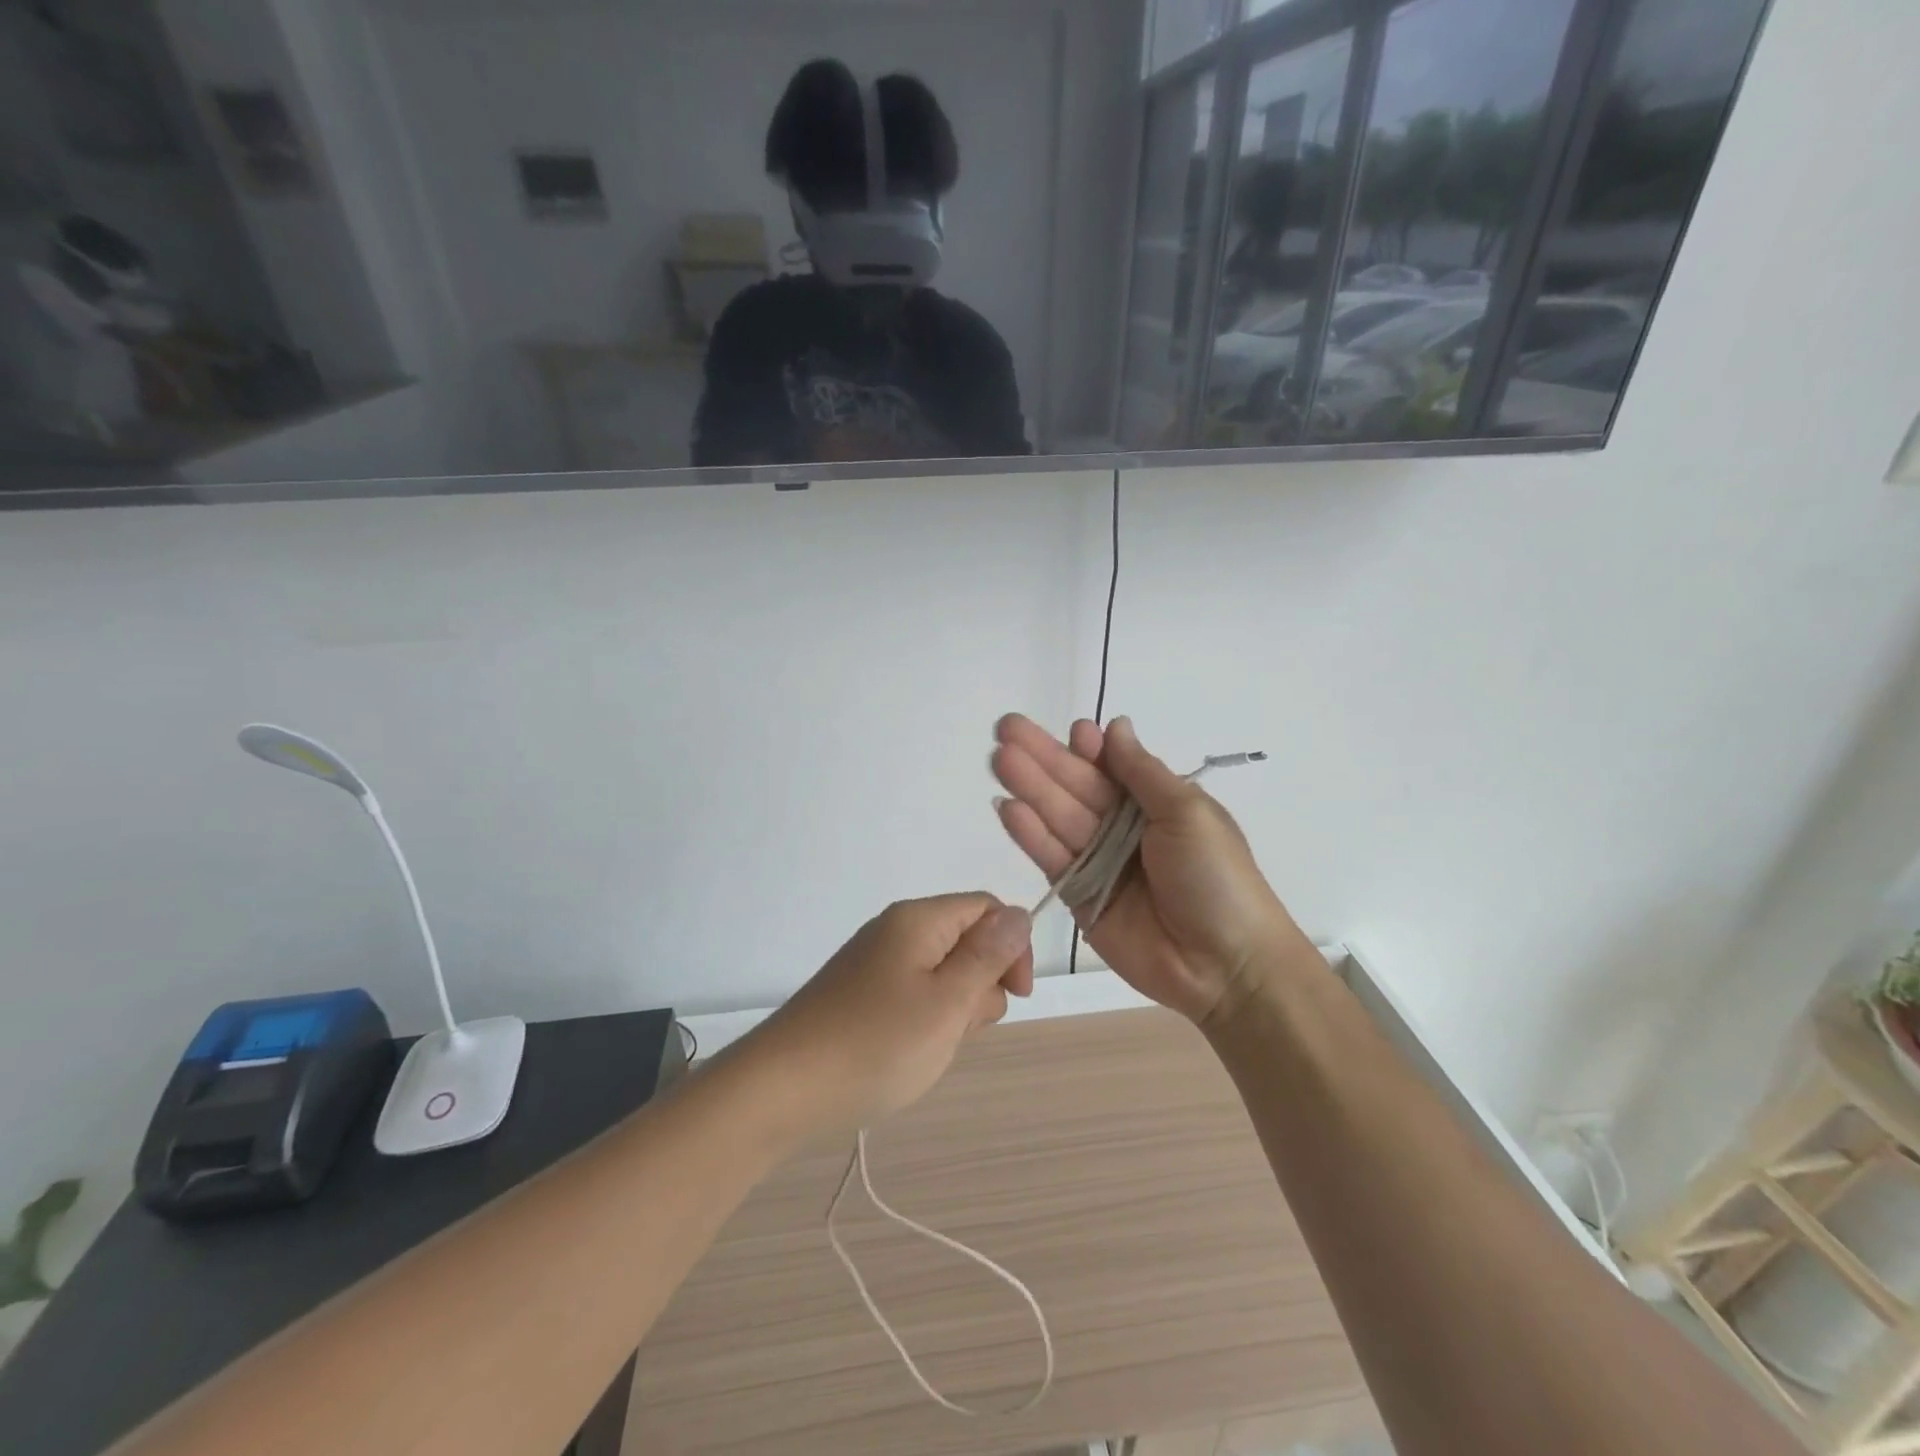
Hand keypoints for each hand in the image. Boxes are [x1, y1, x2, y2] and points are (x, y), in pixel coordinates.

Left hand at [748, 895, 1034, 1131]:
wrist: (781, 1089)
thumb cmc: (875, 1044)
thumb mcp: (947, 1002)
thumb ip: (988, 956)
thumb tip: (1021, 914)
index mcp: (919, 919)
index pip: (987, 908)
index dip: (1012, 946)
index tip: (1016, 996)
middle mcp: (896, 930)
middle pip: (966, 940)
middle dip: (979, 985)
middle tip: (956, 1028)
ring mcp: (875, 963)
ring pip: (943, 974)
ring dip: (952, 1010)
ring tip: (928, 1046)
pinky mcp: (861, 994)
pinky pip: (914, 995)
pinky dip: (924, 1022)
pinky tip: (906, 1053)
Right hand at [991, 714, 1315, 1023]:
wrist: (1225, 965)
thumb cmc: (1216, 878)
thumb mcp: (1188, 813)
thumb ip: (1142, 772)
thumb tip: (1116, 725)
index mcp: (1154, 804)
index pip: (1112, 767)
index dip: (1088, 748)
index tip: (1072, 730)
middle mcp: (1121, 828)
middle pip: (1076, 786)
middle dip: (1043, 758)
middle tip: (1007, 728)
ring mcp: (1098, 862)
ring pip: (1057, 817)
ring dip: (1029, 788)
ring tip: (999, 759)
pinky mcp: (1078, 896)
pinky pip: (1051, 859)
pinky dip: (1030, 835)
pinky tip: (1007, 809)